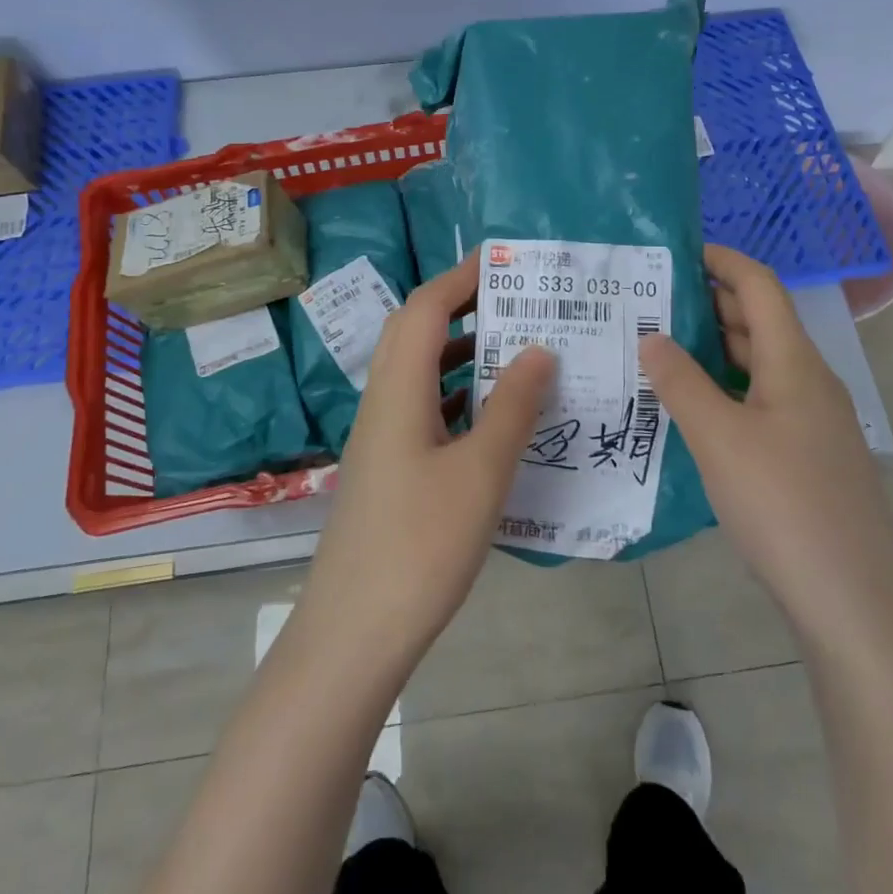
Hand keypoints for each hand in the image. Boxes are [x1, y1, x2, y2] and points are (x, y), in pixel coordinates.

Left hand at [293, 252, 555, 669]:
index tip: (505, 261)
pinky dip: (457, 395)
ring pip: (419, 372)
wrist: (354, 632)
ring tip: (515, 350)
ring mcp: (381, 437)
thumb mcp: (481, 473)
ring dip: (461, 351)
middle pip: (415, 331)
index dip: (462, 276)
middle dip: (461, 305)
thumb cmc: (421, 545)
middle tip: (515, 301)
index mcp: (399, 390)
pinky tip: (494, 417)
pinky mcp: (387, 468)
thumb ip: (513, 408)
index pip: (427, 308)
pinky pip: (423, 408)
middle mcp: (383, 402)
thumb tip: (538, 349)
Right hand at [639, 244, 892, 644]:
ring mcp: (813, 421)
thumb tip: (652, 336)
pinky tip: (690, 408)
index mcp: (795, 362)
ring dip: (714, 349)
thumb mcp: (719, 438)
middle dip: (709, 302)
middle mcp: (809, 381)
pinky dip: (725, 389)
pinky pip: (761, 400)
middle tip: (649, 301)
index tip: (676, 251)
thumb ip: (681, 383)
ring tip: (658, 348)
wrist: (855, 602)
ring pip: (760, 364)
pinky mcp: (808, 456)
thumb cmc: (784, 505)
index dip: (722, 260)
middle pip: (760, 322)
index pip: (760, 286)